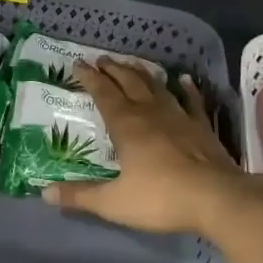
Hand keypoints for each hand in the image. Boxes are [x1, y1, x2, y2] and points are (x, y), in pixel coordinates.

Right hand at [45, 60, 256, 236]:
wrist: (217, 199)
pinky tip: (183, 79)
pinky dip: (186, 88)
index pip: (103, 94)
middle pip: (128, 82)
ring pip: (156, 86)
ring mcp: (179, 116)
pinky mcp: (202, 126)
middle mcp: (150, 112)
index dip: (89, 78)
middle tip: (101, 59)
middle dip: (113, 69)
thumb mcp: (114, 203)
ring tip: (131, 63)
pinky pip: (192, 101)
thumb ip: (80, 196)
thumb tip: (45, 193)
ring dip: (141, 73)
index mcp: (126, 125)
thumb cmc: (161, 198)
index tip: (78, 64)